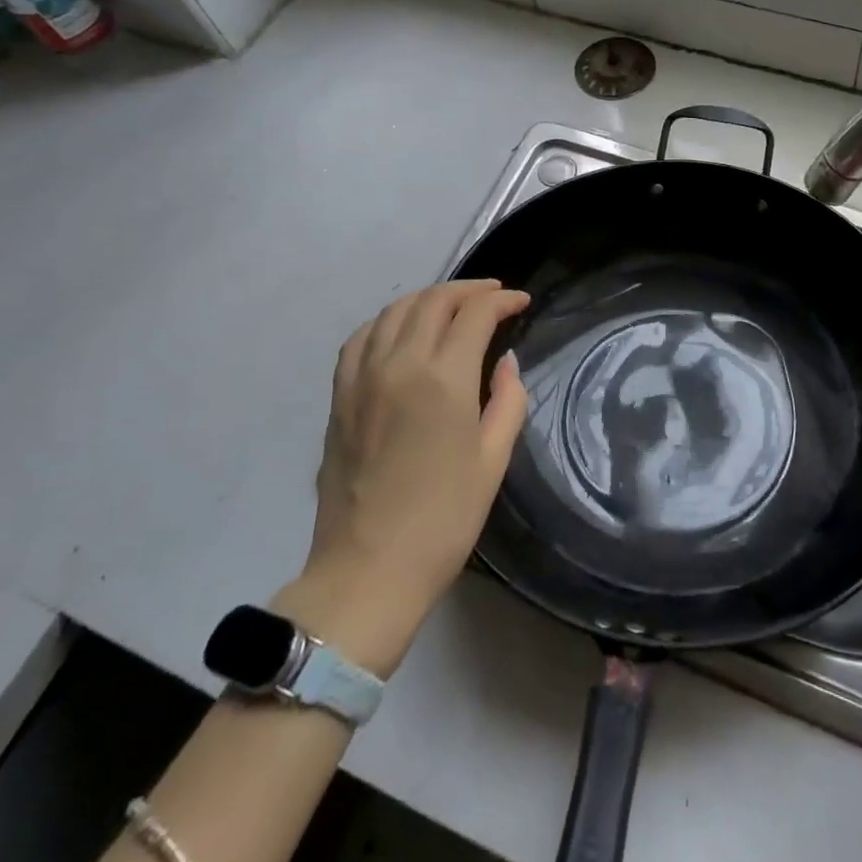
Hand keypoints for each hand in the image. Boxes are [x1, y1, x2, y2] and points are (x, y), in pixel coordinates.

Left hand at [275, 280, 529, 675]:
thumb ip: (507, 400)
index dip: (503, 301)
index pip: (475, 314)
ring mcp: (361, 378)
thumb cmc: (443, 519)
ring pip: (394, 310)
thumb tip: (504, 362)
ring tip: (452, 305)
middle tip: (494, 296)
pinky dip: (388, 320)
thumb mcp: (493, 460)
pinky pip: (361, 337)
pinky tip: (401, 330)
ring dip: (429, 298)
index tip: (522, 303)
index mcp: (442, 379)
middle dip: (469, 290)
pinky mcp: (339, 397)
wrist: (368, 570)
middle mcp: (398, 364)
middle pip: (433, 301)